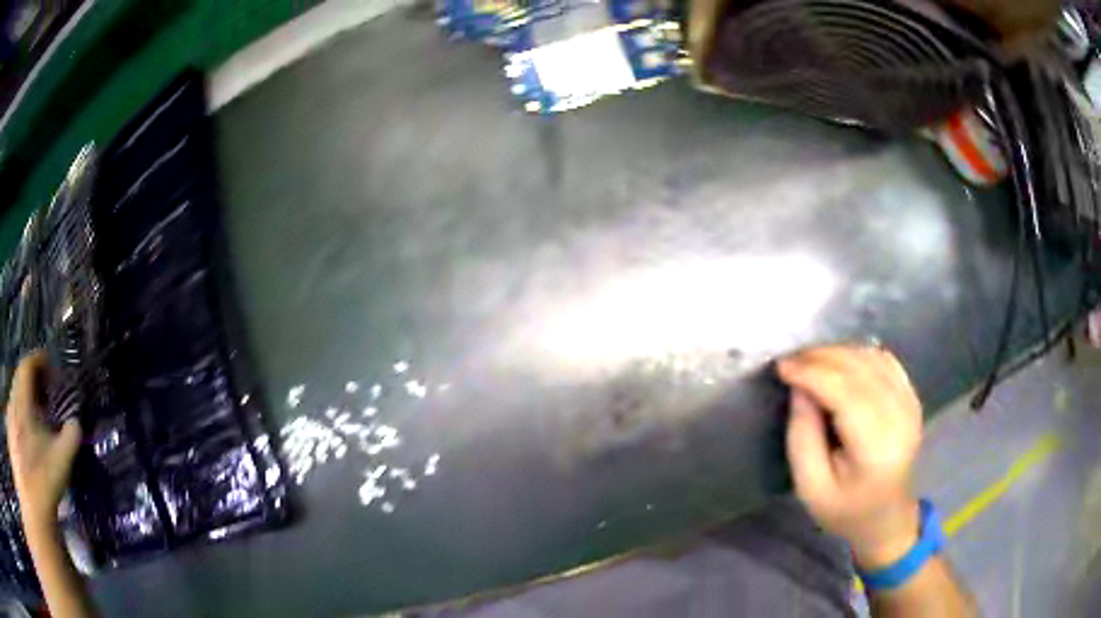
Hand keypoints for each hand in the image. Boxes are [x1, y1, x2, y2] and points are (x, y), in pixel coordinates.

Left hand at [5, 351, 81, 530]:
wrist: (33, 505)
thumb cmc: (43, 480)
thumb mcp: (60, 463)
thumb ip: (69, 439)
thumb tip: (76, 423)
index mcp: (23, 404)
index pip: (27, 366)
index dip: (37, 359)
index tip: (48, 361)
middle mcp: (13, 404)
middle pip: (18, 378)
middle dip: (29, 378)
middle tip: (42, 389)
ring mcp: (10, 418)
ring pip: (14, 395)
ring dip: (23, 396)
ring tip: (34, 412)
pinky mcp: (10, 433)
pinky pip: (13, 412)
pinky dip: (20, 412)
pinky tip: (27, 432)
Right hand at [777, 344, 922, 569]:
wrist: (886, 517)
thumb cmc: (844, 509)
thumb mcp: (810, 486)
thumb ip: (802, 436)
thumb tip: (799, 387)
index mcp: (876, 448)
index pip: (845, 393)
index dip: (812, 373)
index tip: (781, 367)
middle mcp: (900, 418)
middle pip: (859, 369)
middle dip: (821, 358)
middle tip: (791, 362)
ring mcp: (911, 404)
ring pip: (872, 358)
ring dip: (838, 353)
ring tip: (809, 363)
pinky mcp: (912, 397)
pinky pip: (885, 360)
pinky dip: (858, 354)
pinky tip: (839, 364)